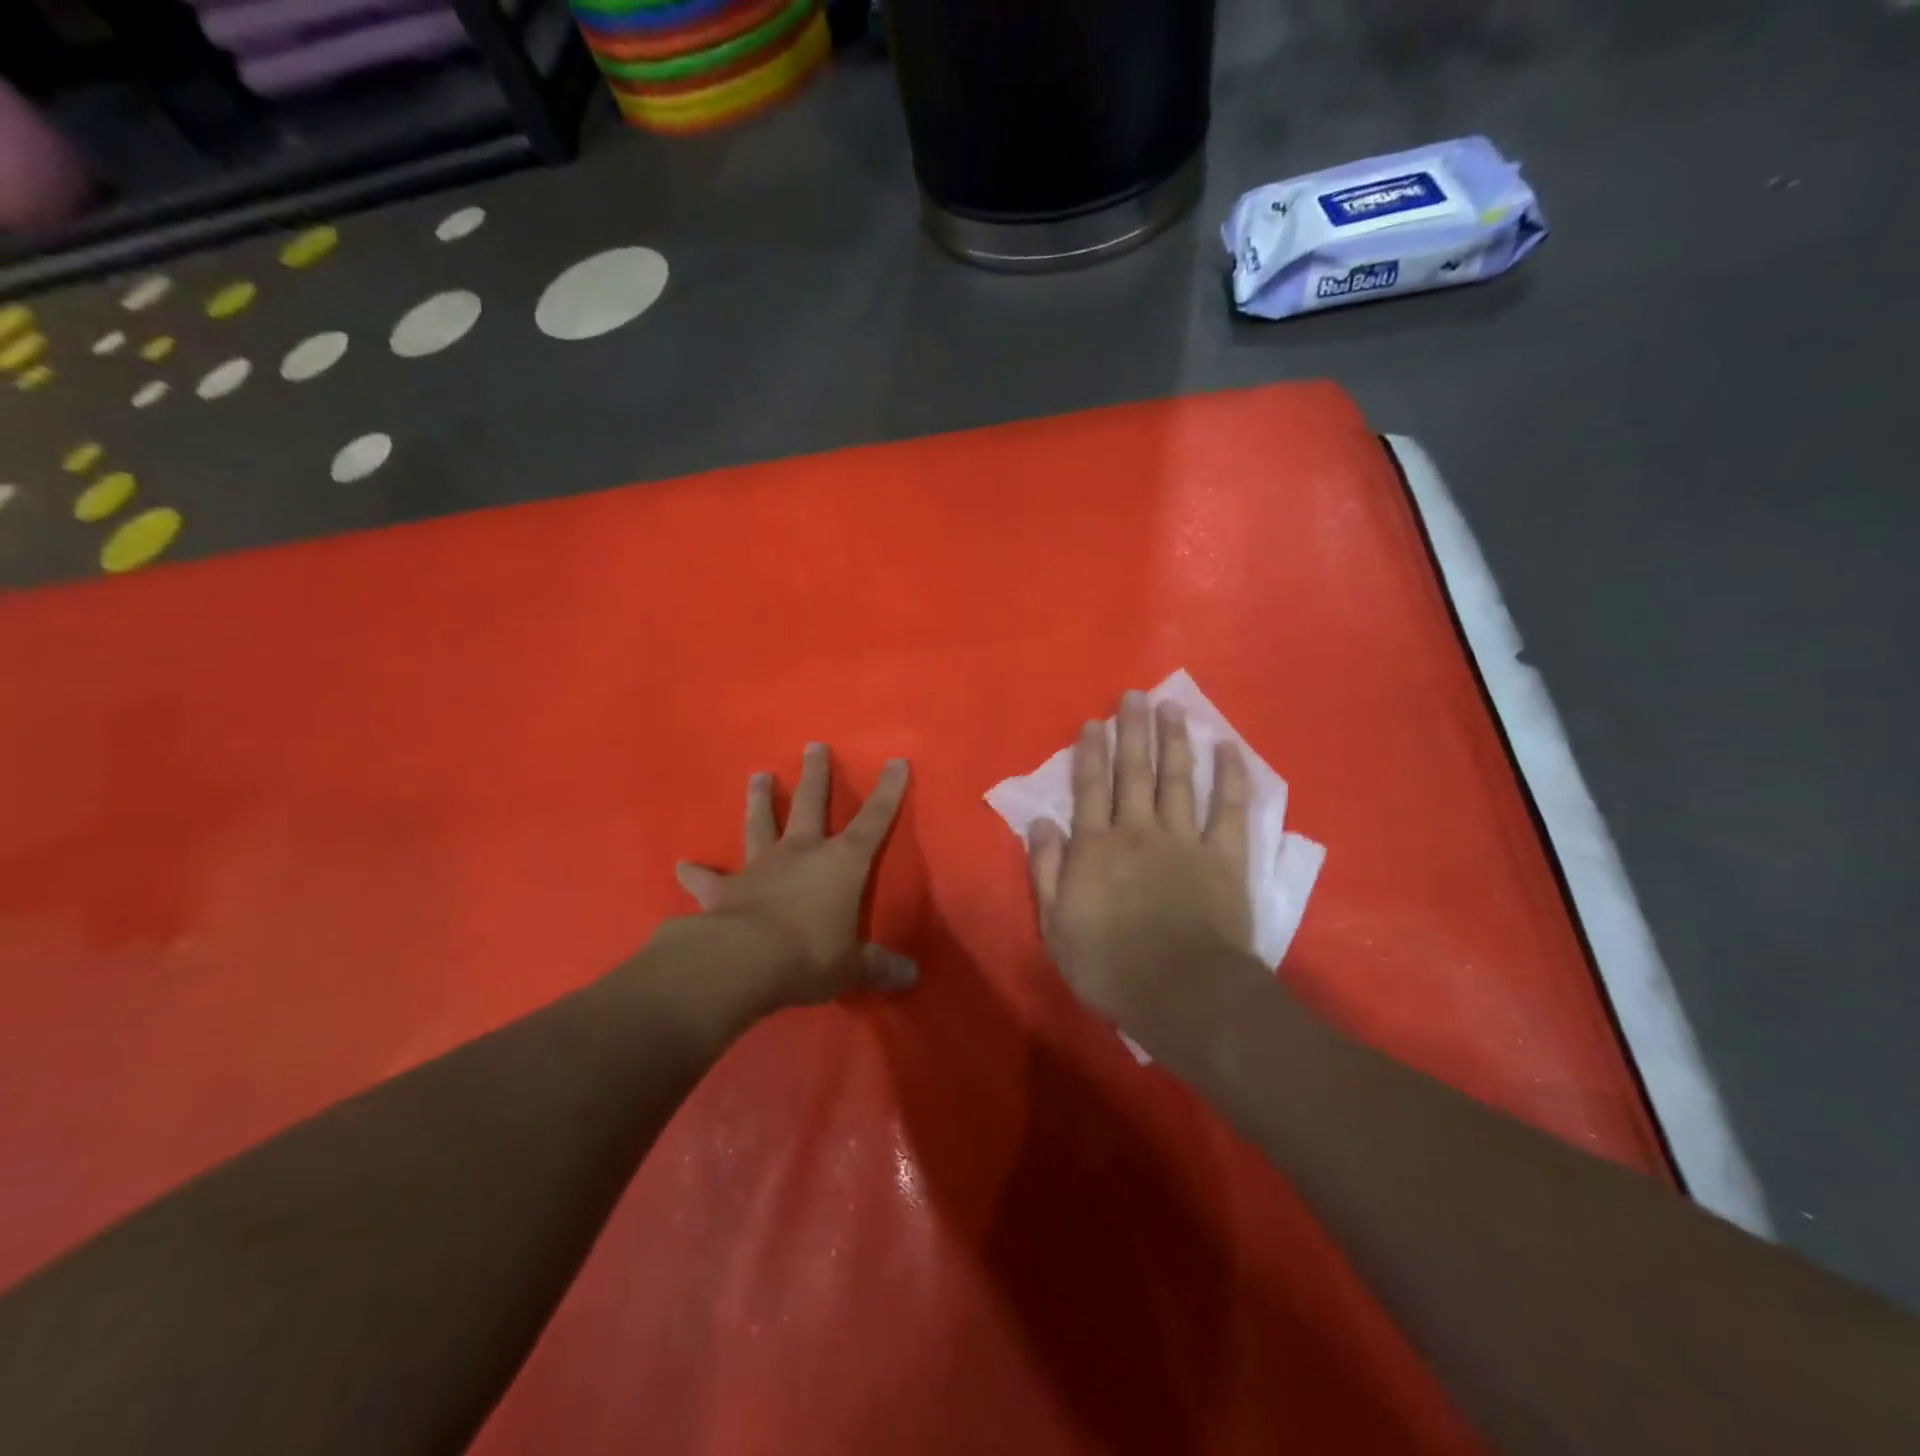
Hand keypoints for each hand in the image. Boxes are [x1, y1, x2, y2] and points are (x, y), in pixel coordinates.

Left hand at [672, 744, 915, 1006]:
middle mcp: (801, 854)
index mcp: (841, 864)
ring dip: (760, 799)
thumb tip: (911, 978)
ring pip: (761, 824)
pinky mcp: (724, 889)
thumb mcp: (852, 966)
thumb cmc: (810, 955)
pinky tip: (682, 866)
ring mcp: (760, 866)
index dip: (888, 791)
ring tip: (758, 775)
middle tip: (813, 746)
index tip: (895, 760)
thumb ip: (879, 966)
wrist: (744, 961)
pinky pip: (708, 879)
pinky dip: (696, 873)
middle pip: (810, 803)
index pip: (874, 821)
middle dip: (815, 774)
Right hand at [1026, 692, 1253, 1026]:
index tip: (1093, 722)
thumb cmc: (1109, 965)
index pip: (1090, 788)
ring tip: (1171, 708)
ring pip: (1177, 779)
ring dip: (1173, 741)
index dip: (1090, 753)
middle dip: (1132, 732)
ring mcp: (1185, 840)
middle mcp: (1138, 831)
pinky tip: (1228, 748)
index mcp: (1096, 847)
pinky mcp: (1224, 857)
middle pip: (1134, 773)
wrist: (1182, 994)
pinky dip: (1230, 777)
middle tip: (1134, 696)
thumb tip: (1040, 822)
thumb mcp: (1055, 925)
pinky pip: (1229, 809)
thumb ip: (1045, 870)